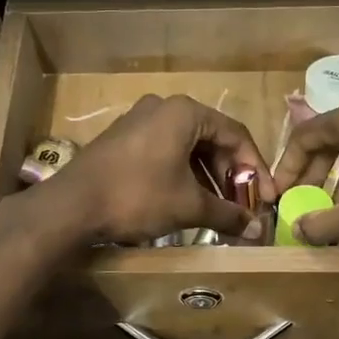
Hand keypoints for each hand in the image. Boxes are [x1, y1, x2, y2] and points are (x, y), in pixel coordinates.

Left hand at [48, 95, 273, 245]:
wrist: (71, 206)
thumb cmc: (137, 197)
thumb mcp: (188, 206)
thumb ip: (227, 214)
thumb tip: (256, 230)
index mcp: (185, 112)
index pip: (236, 135)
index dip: (256, 168)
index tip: (266, 198)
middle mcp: (163, 108)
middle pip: (212, 139)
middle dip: (231, 174)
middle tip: (242, 204)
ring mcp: (139, 121)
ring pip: (187, 147)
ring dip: (207, 177)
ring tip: (219, 208)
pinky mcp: (123, 139)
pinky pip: (165, 151)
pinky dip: (183, 174)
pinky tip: (188, 200)